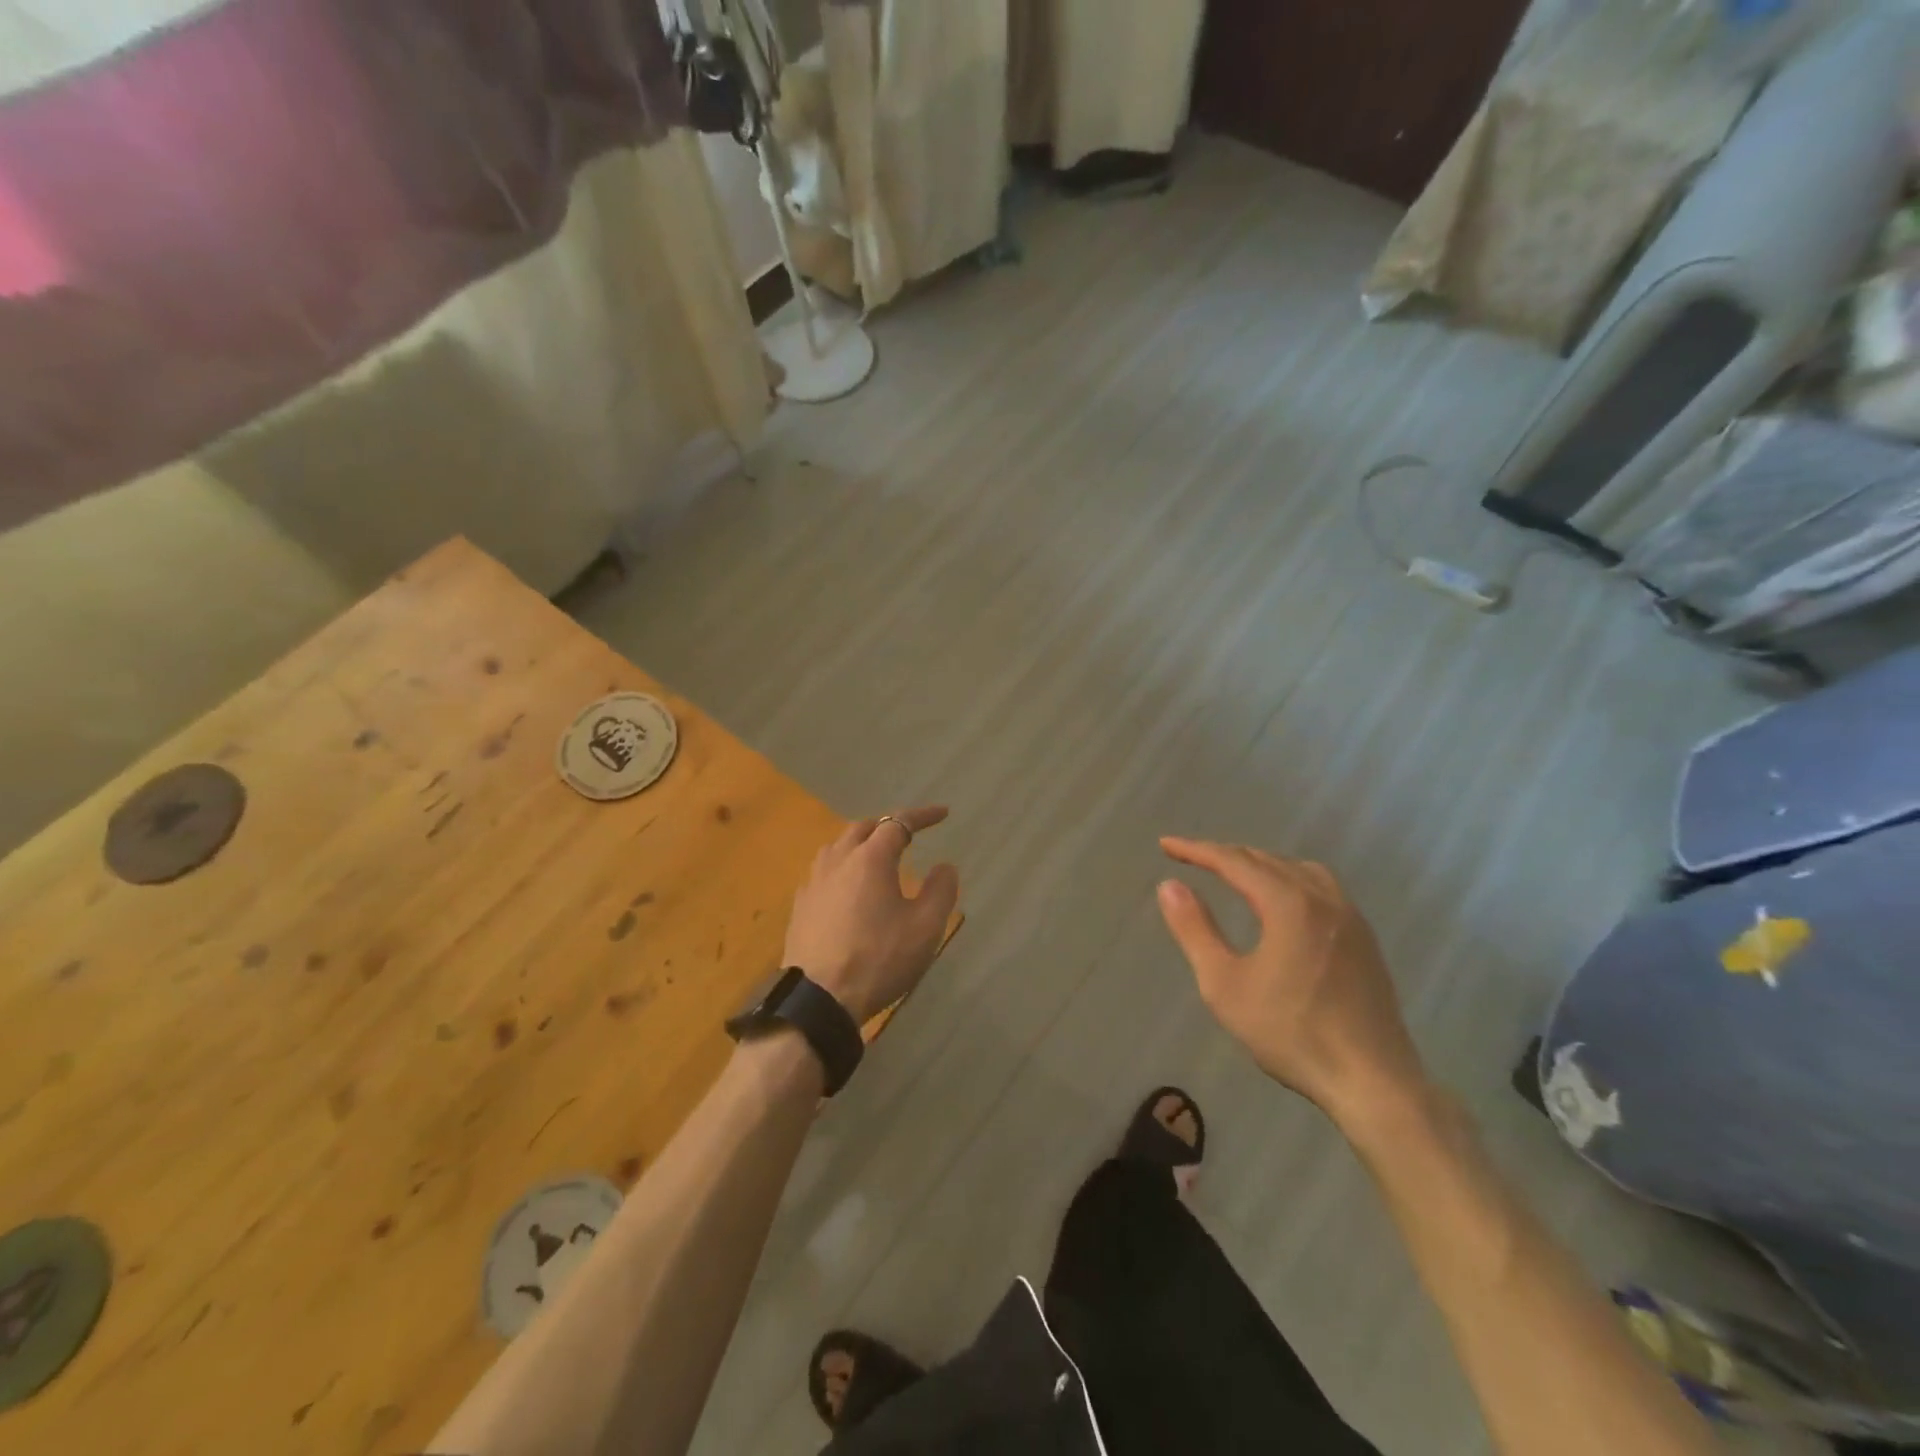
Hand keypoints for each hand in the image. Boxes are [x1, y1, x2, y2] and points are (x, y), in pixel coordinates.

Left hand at [782, 807, 960, 1025]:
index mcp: (870, 859)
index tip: (943, 814)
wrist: (818, 998)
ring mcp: (814, 883)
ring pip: (837, 847)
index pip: (898, 823)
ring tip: (875, 856)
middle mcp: (838, 861)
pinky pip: (823, 872)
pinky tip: (846, 888)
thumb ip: (940, 891)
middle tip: (907, 836)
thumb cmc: (878, 959)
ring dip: (860, 843)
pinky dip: (842, 867)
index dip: (922, 816)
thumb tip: (944, 866)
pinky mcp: (800, 906)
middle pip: (862, 829)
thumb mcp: (925, 928)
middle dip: (887, 826)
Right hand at [1156, 838, 1427, 1127]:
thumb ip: (1195, 929)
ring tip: (1236, 874)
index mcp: (1288, 904)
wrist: (1373, 1082)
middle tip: (1192, 858)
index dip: (1196, 850)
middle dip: (1226, 855)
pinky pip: (1321, 888)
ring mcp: (1350, 918)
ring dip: (1261, 864)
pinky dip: (1290, 880)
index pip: (1234, 861)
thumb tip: (1170, 885)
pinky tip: (1283, 904)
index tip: (1165, 845)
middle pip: (1267, 860)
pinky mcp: (1365, 939)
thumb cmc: (1291, 1033)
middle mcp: (1323, 898)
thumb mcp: (1224, 984)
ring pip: (1299, 870)